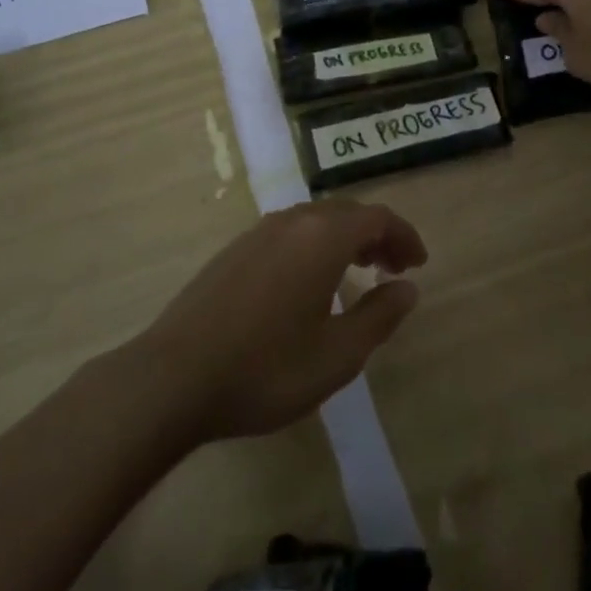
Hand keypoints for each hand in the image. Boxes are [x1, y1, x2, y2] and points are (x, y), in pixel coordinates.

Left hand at [134, 200, 427, 442]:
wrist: (173, 377)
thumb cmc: (265, 369)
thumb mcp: (337, 355)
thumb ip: (379, 316)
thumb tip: (407, 288)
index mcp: (322, 238)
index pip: (377, 217)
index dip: (404, 236)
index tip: (417, 264)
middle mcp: (291, 222)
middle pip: (346, 213)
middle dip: (376, 235)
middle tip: (393, 268)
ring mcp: (257, 233)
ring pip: (315, 220)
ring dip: (344, 239)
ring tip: (357, 273)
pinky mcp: (233, 251)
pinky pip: (289, 233)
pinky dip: (314, 246)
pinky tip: (309, 283)